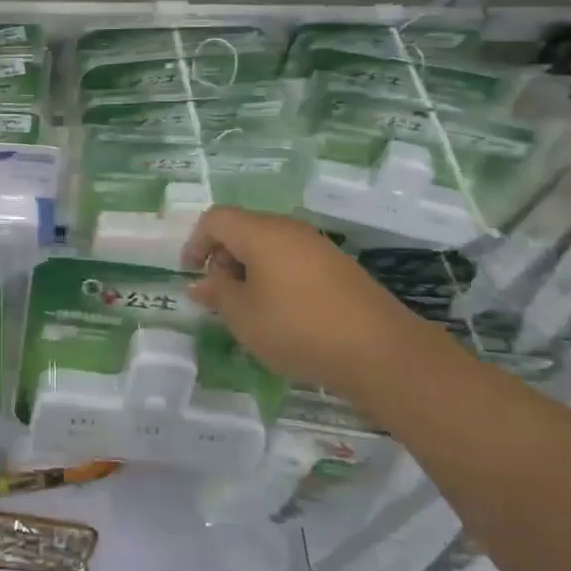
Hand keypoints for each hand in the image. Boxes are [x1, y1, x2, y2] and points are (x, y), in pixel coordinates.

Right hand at [181, 207, 434, 400]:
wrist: (380, 351)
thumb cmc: (298, 328)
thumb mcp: (244, 316)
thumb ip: (217, 293)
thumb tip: (201, 283)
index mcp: (262, 233)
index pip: (216, 218)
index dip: (196, 242)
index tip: (190, 274)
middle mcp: (290, 230)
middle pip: (244, 229)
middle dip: (222, 257)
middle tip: (218, 296)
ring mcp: (318, 247)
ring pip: (270, 246)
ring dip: (249, 270)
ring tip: (248, 309)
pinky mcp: (338, 268)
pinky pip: (293, 261)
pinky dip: (275, 278)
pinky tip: (281, 314)